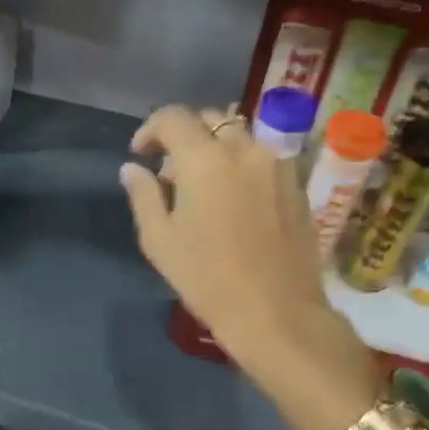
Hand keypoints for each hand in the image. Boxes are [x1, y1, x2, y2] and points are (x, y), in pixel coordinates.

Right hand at [121, 105, 381, 408]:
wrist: (275, 311)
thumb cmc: (206, 277)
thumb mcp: (159, 240)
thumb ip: (143, 195)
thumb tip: (132, 169)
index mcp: (205, 159)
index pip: (173, 118)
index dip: (150, 130)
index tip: (140, 154)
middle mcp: (245, 149)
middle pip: (210, 119)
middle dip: (184, 136)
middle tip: (169, 172)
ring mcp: (277, 164)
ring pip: (240, 136)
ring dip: (215, 148)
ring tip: (203, 185)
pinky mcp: (296, 184)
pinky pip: (262, 157)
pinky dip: (241, 164)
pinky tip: (233, 199)